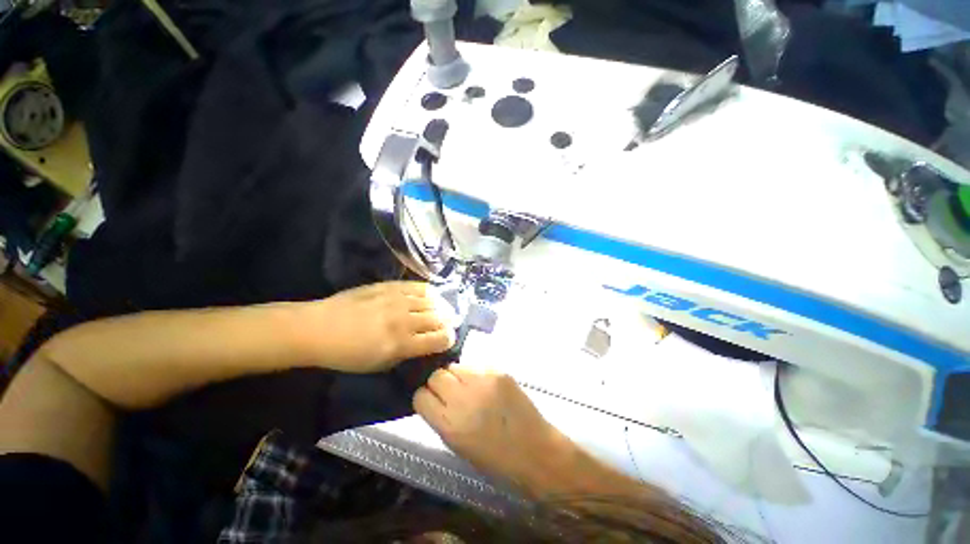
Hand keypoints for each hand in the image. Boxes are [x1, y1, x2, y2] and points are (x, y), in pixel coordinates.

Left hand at [304, 281, 456, 372]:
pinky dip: (429, 291)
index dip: (449, 339)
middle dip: (448, 322)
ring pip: (432, 300)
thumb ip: (405, 354)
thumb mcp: (378, 365)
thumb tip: (424, 345)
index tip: (448, 340)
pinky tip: (432, 295)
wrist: (318, 328)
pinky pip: (418, 286)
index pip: (439, 339)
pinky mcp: (390, 286)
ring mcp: (398, 300)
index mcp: (401, 343)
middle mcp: (404, 320)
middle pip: (439, 318)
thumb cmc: (346, 354)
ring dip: (442, 306)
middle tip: (449, 324)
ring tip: (443, 310)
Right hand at [413, 365, 565, 485]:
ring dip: (457, 375)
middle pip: (436, 375)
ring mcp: (482, 380)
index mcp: (449, 424)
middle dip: (440, 383)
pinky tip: (486, 385)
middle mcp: (462, 398)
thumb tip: (433, 398)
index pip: (421, 396)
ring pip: (455, 366)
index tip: (433, 401)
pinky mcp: (498, 371)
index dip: (426, 397)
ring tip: (469, 386)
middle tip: (452, 391)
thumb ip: (442, 419)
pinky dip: (476, 373)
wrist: (534, 450)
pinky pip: (477, 365)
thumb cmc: (495, 458)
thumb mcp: (458, 446)